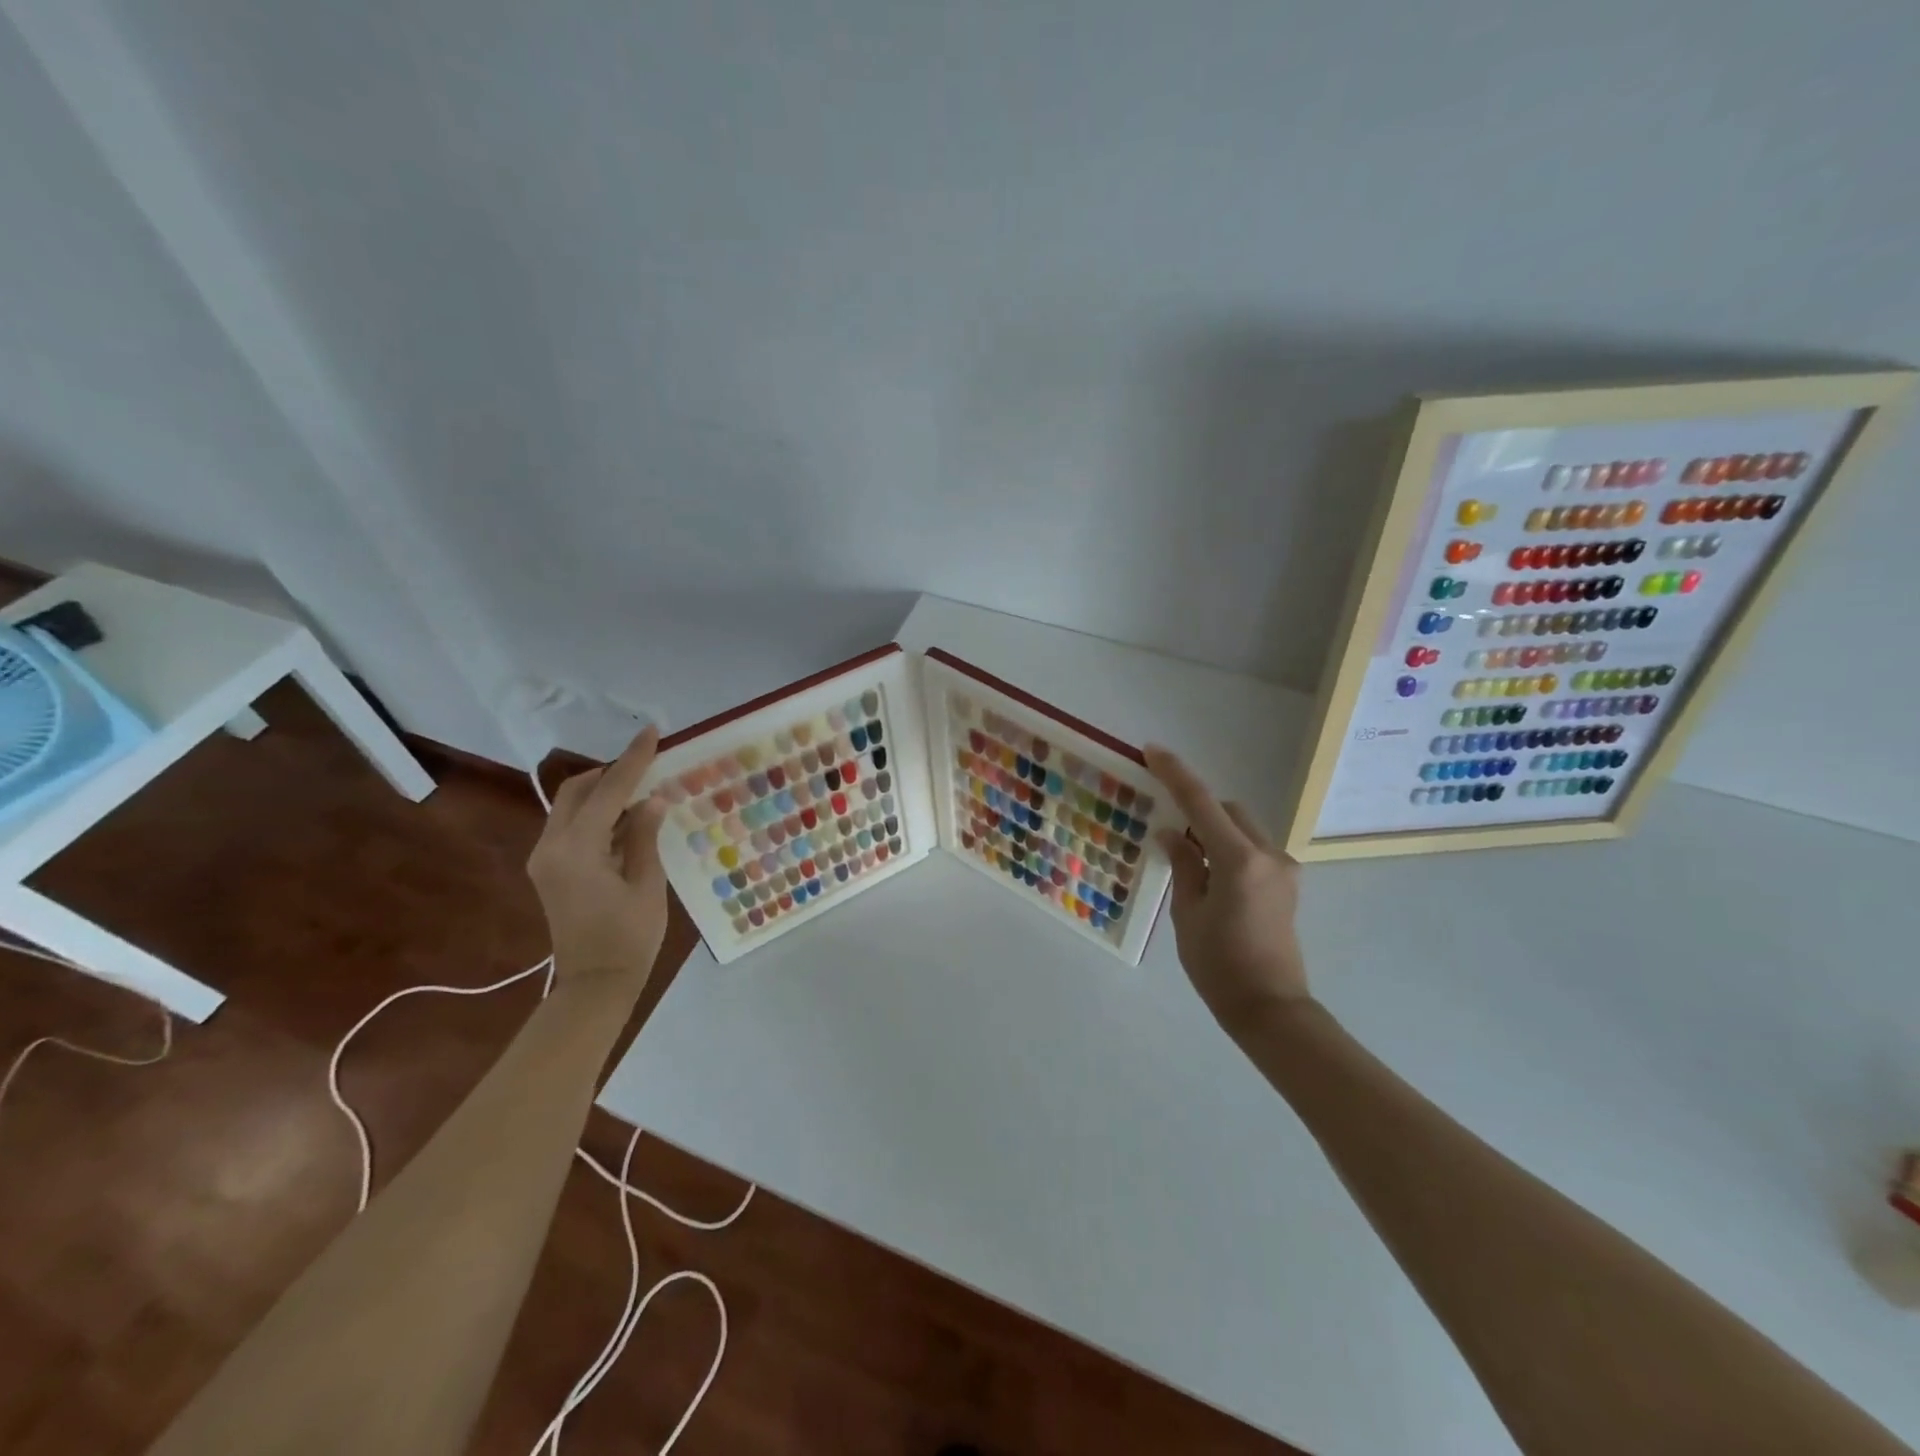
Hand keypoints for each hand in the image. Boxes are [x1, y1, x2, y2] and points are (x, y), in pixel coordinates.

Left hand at [526, 728, 673, 982]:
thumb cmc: (629, 938)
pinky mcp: (550, 870)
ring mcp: (545, 859)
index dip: (633, 759)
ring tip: (644, 794)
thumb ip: (644, 836)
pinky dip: (598, 816)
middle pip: (576, 792)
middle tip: (648, 767)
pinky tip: (628, 821)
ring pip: (571, 808)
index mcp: (576, 849)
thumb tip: (653, 799)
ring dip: (604, 795)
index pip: (608, 791)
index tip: (651, 732)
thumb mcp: (647, 884)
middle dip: (610, 774)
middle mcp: (551, 847)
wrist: (594, 985)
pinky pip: (572, 828)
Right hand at [1145, 745, 1309, 1035]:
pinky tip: (1209, 875)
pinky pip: (1252, 849)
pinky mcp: (1286, 884)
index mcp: (1239, 861)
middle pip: (1227, 811)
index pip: (1201, 803)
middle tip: (1167, 829)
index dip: (1175, 774)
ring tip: (1186, 858)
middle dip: (1197, 809)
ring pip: (1241, 828)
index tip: (1151, 751)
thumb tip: (1172, 833)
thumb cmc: (1219, 966)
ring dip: (1213, 830)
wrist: (1271, 1009)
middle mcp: (1268, 855)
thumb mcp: (1188, 914)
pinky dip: (1228, 848)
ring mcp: (1283, 869)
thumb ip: (1183, 865)